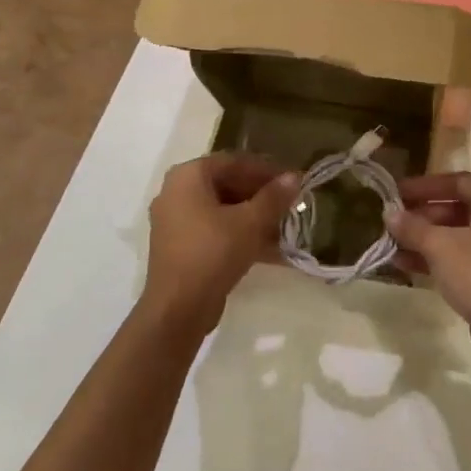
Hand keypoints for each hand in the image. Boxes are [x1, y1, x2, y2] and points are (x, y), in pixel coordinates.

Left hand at [144, 153, 299, 334]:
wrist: (178, 308)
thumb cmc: (213, 252)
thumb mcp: (250, 222)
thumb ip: (274, 197)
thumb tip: (294, 176)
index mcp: (188, 176)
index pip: (234, 161)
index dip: (266, 170)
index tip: (292, 181)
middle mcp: (176, 192)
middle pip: (227, 184)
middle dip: (261, 195)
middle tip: (290, 204)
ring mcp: (175, 221)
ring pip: (223, 209)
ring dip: (254, 216)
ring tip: (284, 227)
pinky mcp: (181, 246)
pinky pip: (215, 230)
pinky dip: (240, 234)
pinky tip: (269, 248)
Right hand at [387, 174, 470, 352]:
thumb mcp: (439, 246)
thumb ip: (412, 227)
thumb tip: (389, 213)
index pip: (457, 181)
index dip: (424, 185)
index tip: (396, 193)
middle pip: (458, 208)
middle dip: (423, 215)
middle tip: (393, 222)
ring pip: (459, 235)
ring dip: (426, 239)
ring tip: (393, 246)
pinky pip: (465, 257)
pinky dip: (439, 258)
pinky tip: (407, 266)